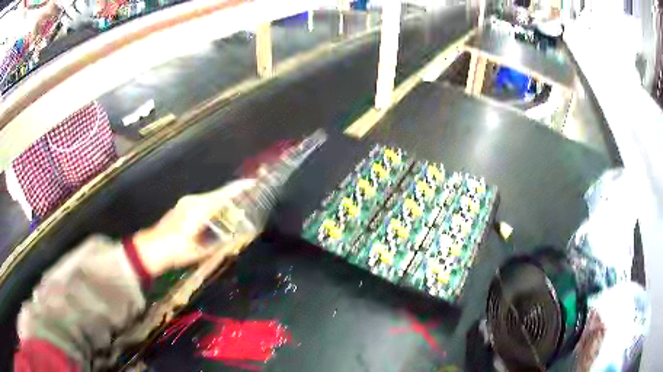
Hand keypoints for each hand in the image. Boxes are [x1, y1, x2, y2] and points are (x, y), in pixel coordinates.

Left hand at [132, 179, 256, 276]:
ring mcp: (186, 203)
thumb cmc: (175, 250)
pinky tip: (218, 216)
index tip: (254, 182)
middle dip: (234, 196)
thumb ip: (219, 244)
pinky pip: (203, 203)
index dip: (239, 188)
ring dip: (224, 202)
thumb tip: (236, 240)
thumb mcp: (200, 251)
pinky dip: (214, 206)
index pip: (223, 195)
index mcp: (198, 209)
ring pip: (210, 199)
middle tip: (250, 201)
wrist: (151, 248)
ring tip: (237, 210)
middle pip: (218, 194)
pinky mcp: (182, 207)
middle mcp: (193, 201)